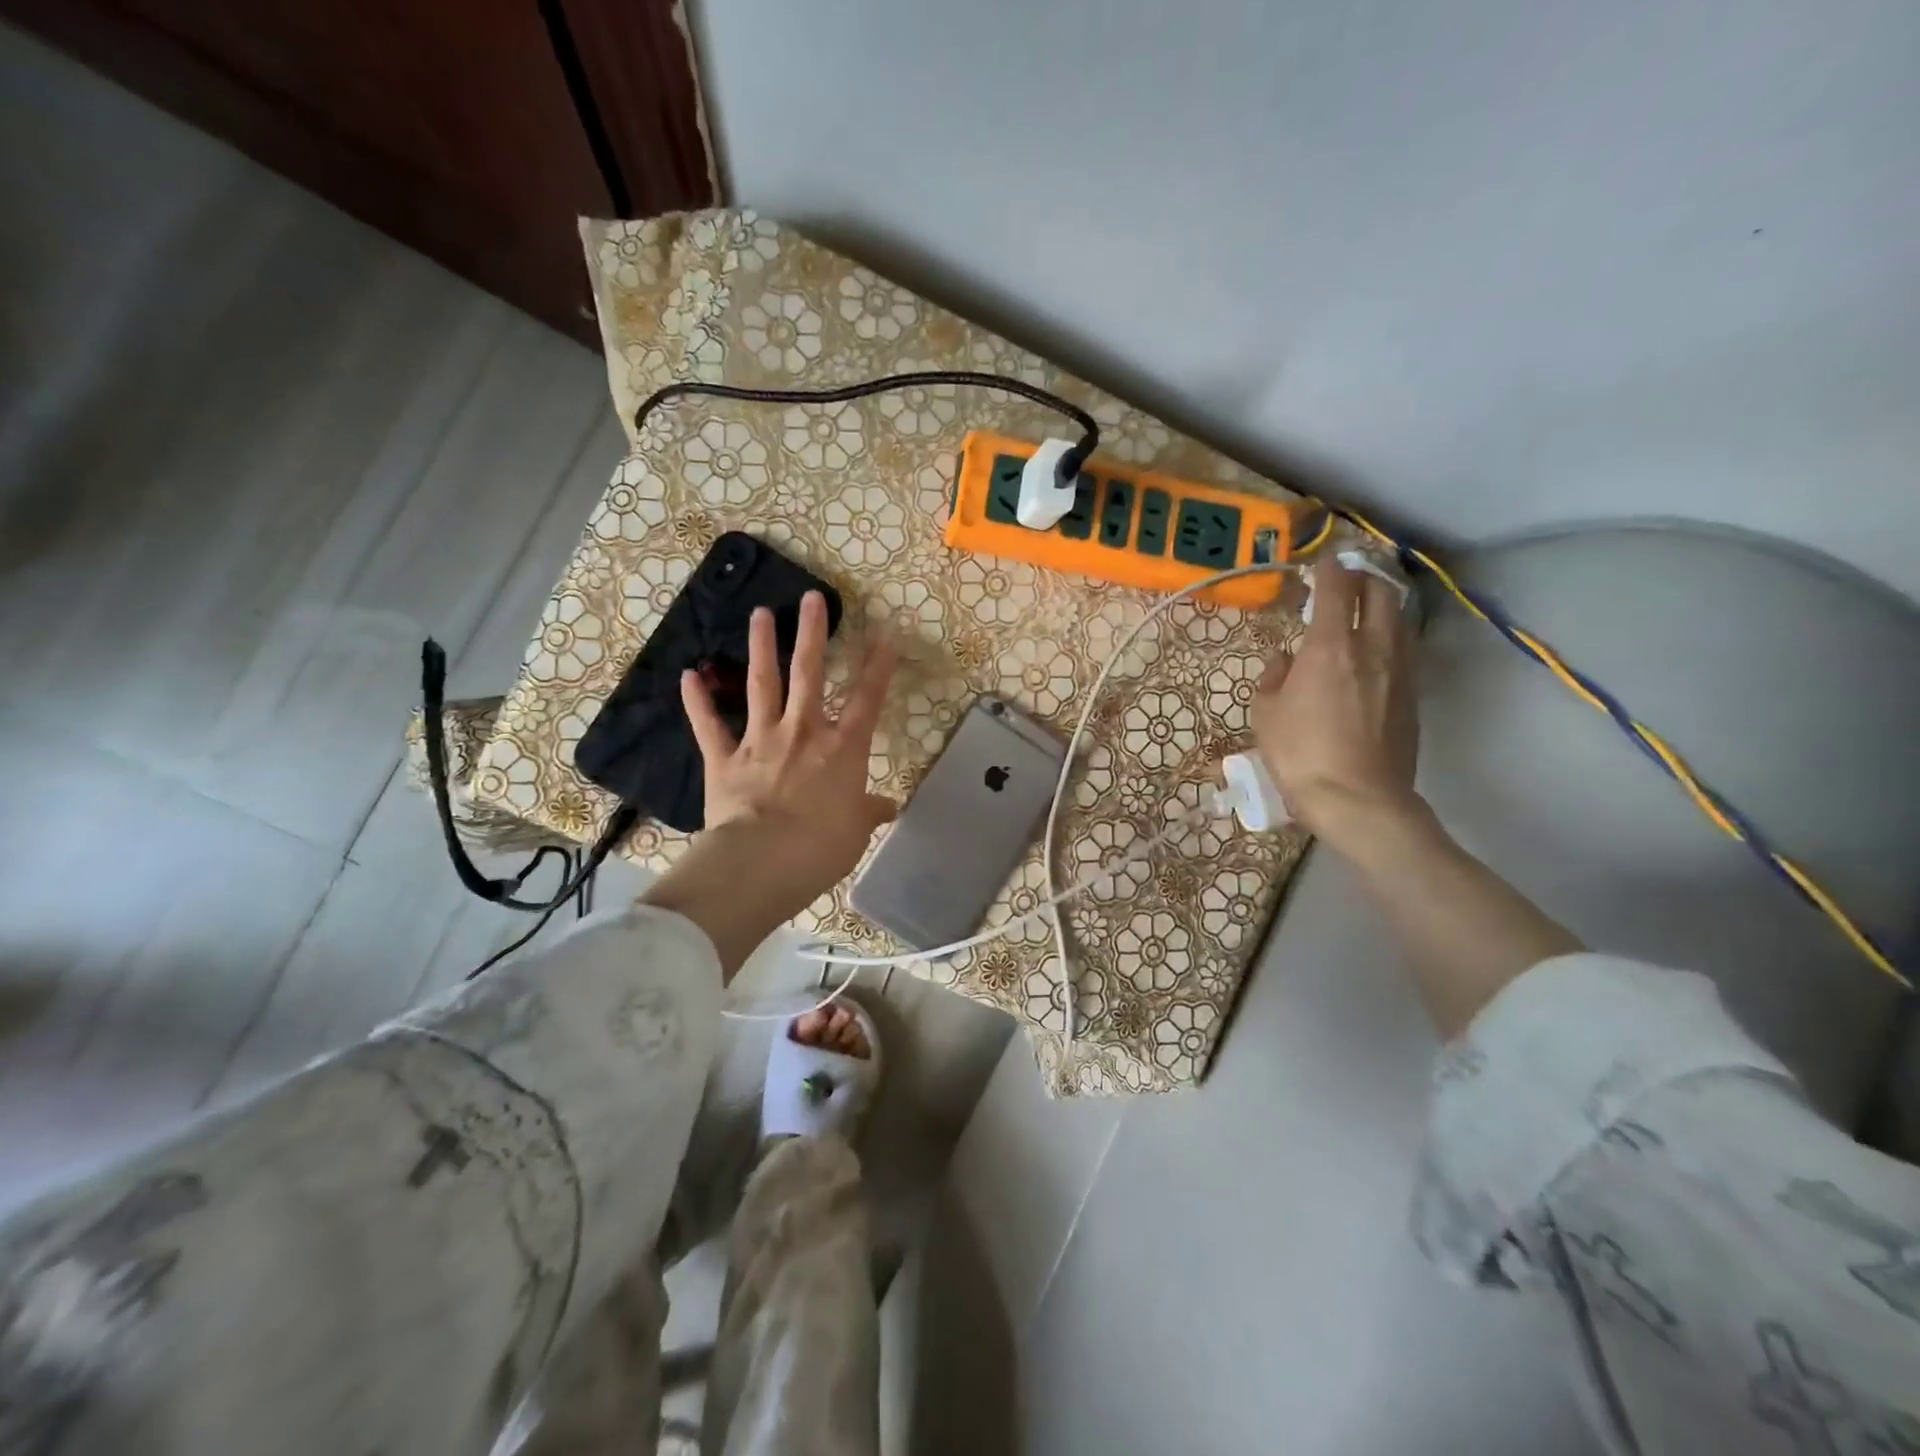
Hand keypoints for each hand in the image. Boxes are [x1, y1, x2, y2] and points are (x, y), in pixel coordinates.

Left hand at [663, 591, 896, 949]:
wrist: (762, 861)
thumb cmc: (821, 847)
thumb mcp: (857, 832)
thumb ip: (870, 812)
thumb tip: (889, 807)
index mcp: (842, 748)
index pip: (867, 698)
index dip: (878, 666)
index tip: (884, 634)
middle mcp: (803, 731)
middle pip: (809, 673)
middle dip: (812, 633)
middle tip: (811, 598)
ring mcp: (761, 740)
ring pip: (762, 684)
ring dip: (761, 647)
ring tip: (760, 614)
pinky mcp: (724, 759)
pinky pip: (709, 725)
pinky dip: (698, 701)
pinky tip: (689, 675)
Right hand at [1251, 560, 1422, 852]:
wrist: (1358, 798)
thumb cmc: (1300, 754)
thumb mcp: (1266, 714)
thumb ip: (1274, 677)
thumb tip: (1285, 660)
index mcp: (1330, 647)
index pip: (1337, 589)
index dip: (1331, 567)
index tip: (1323, 560)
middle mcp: (1372, 648)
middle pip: (1381, 594)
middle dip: (1365, 579)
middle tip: (1347, 581)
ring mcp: (1399, 671)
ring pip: (1399, 620)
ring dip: (1382, 607)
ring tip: (1364, 612)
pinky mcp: (1412, 696)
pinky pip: (1404, 651)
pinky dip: (1389, 639)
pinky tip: (1374, 654)